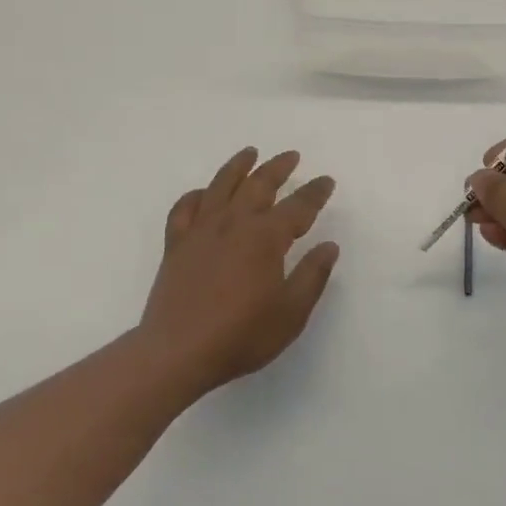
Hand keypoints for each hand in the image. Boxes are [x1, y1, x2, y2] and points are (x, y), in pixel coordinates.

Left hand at [139, 147, 338, 397]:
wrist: (177, 352)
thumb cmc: (241, 335)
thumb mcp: (290, 313)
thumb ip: (312, 276)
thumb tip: (329, 246)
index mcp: (265, 237)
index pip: (298, 206)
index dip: (315, 192)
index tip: (326, 181)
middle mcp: (234, 223)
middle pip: (259, 184)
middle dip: (278, 168)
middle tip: (292, 156)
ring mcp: (201, 230)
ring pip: (221, 185)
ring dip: (238, 166)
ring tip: (250, 153)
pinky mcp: (176, 244)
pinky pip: (185, 208)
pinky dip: (196, 195)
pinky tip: (203, 193)